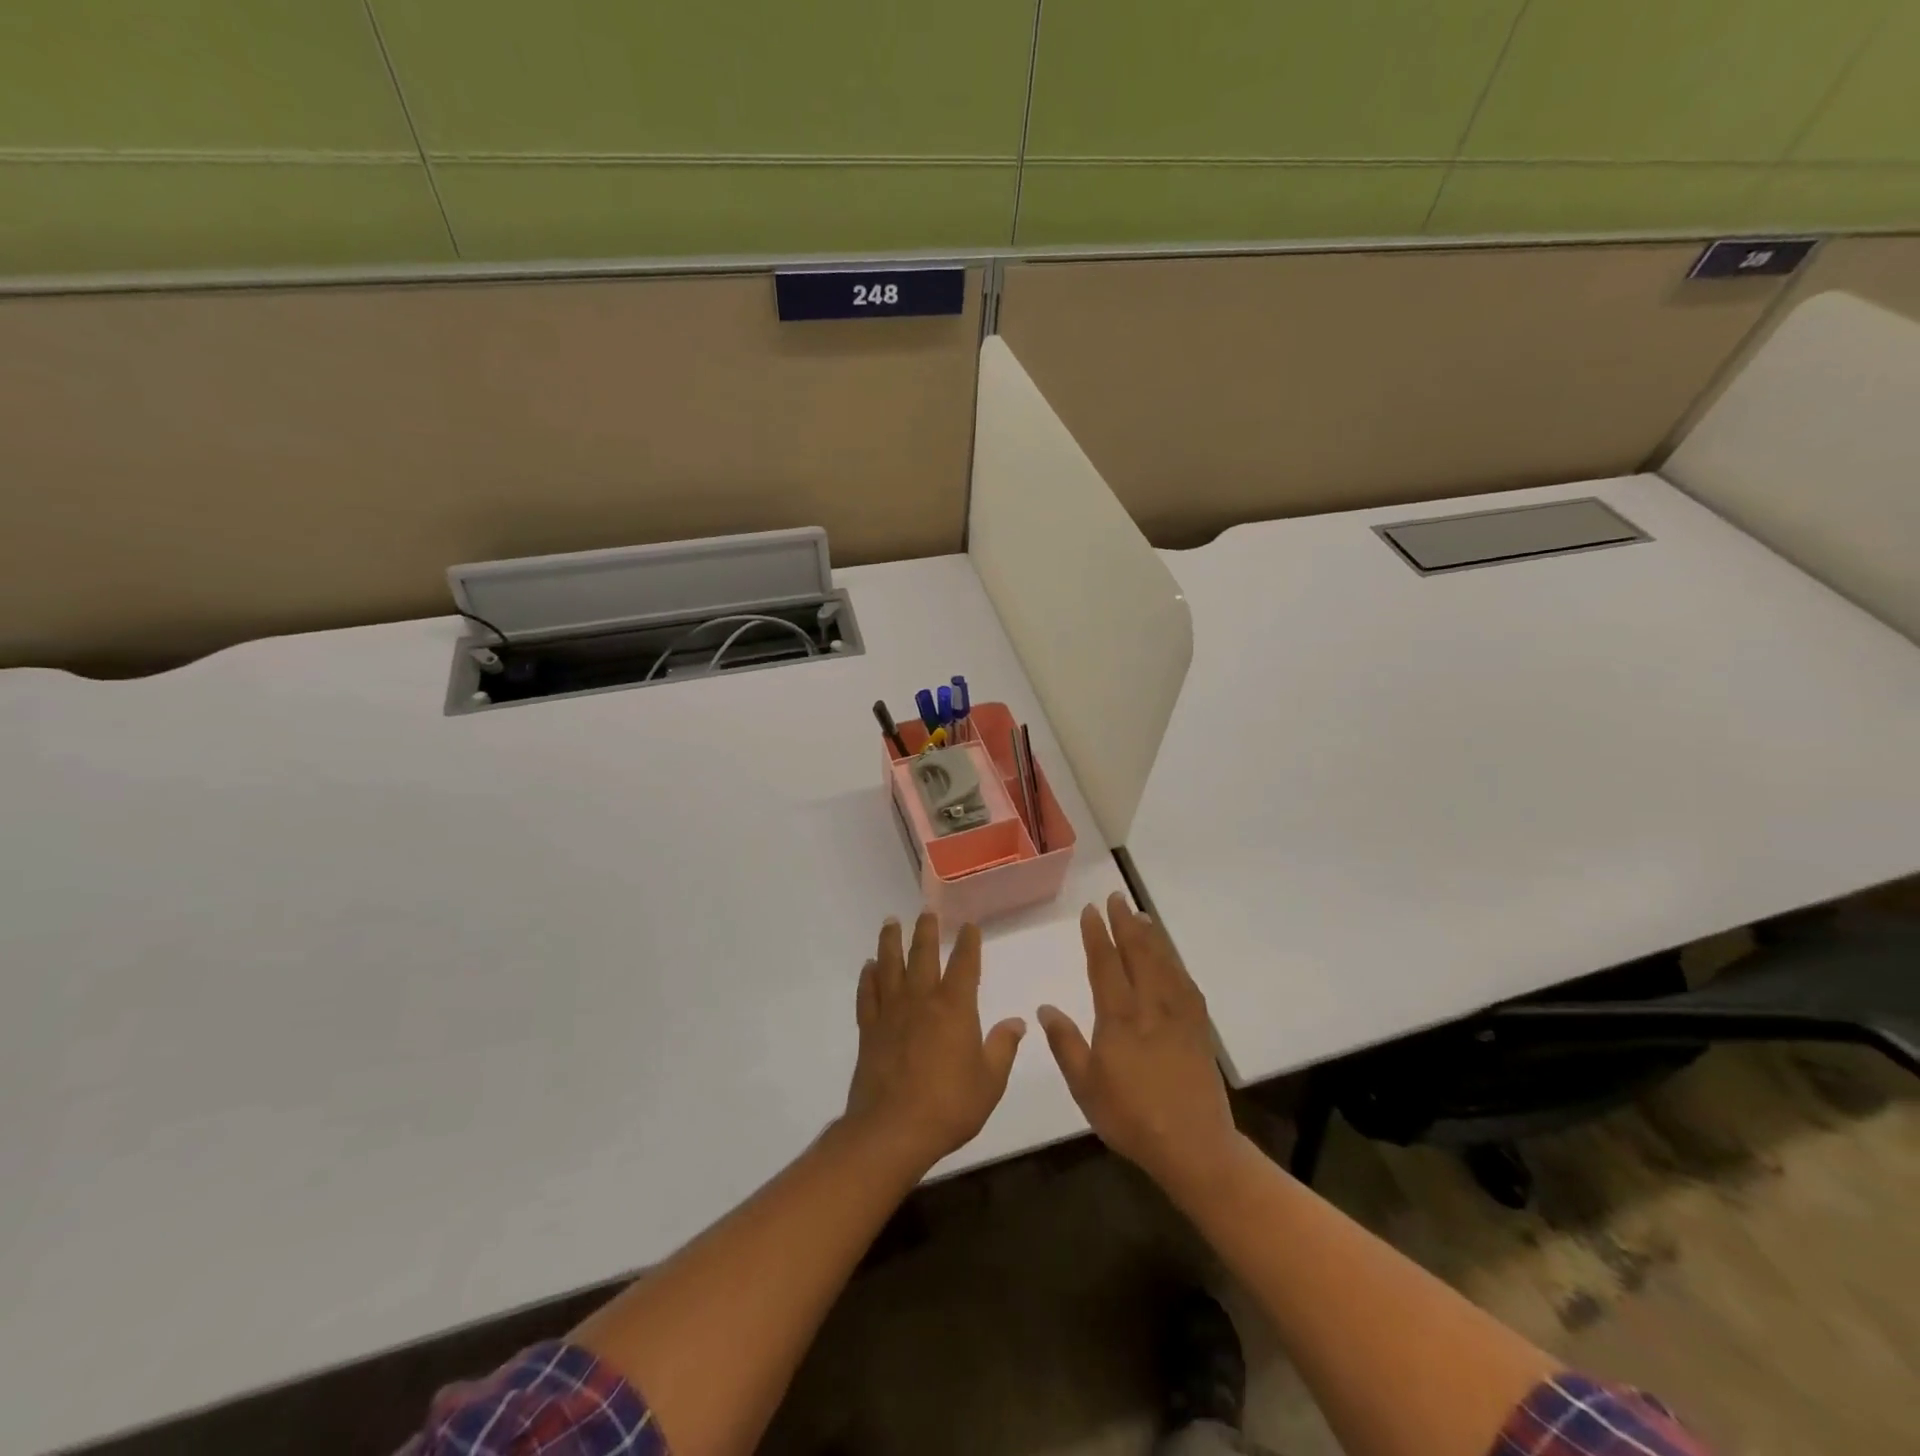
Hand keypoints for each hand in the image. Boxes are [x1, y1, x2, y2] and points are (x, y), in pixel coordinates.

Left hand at [843, 912, 1025, 1173]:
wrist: (892, 1130)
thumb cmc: (949, 1106)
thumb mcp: (990, 1081)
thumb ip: (1002, 1047)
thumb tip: (1017, 1022)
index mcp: (955, 1007)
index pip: (965, 964)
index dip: (969, 943)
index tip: (970, 926)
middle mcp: (922, 1000)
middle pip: (923, 954)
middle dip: (927, 930)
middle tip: (926, 911)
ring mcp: (891, 1012)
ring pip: (890, 966)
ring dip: (891, 942)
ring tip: (891, 922)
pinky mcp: (869, 1030)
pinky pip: (867, 995)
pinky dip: (868, 978)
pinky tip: (868, 967)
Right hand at [1038, 893, 1236, 1196]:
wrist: (1194, 1145)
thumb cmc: (1131, 1118)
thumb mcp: (1086, 1087)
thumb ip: (1065, 1044)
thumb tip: (1046, 1009)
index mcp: (1119, 1017)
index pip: (1106, 964)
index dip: (1097, 934)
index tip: (1091, 911)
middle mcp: (1150, 1005)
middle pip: (1138, 953)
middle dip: (1125, 923)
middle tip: (1117, 898)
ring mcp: (1179, 1014)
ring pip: (1164, 962)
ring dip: (1151, 936)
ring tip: (1141, 915)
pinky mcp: (1199, 1028)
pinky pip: (1186, 983)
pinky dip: (1175, 962)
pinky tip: (1171, 958)